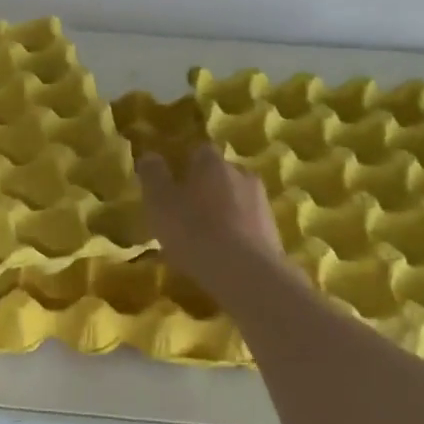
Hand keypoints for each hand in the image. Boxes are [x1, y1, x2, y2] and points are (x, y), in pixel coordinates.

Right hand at [138, 145, 285, 293]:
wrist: (245, 272)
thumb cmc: (193, 230)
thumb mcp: (159, 202)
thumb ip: (152, 175)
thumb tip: (149, 156)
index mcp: (212, 163)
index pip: (198, 152)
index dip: (184, 166)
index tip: (172, 185)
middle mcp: (241, 174)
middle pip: (220, 175)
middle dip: (204, 189)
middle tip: (185, 213)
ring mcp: (262, 202)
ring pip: (236, 200)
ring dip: (222, 212)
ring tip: (203, 239)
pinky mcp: (273, 231)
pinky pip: (247, 225)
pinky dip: (235, 234)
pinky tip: (222, 254)